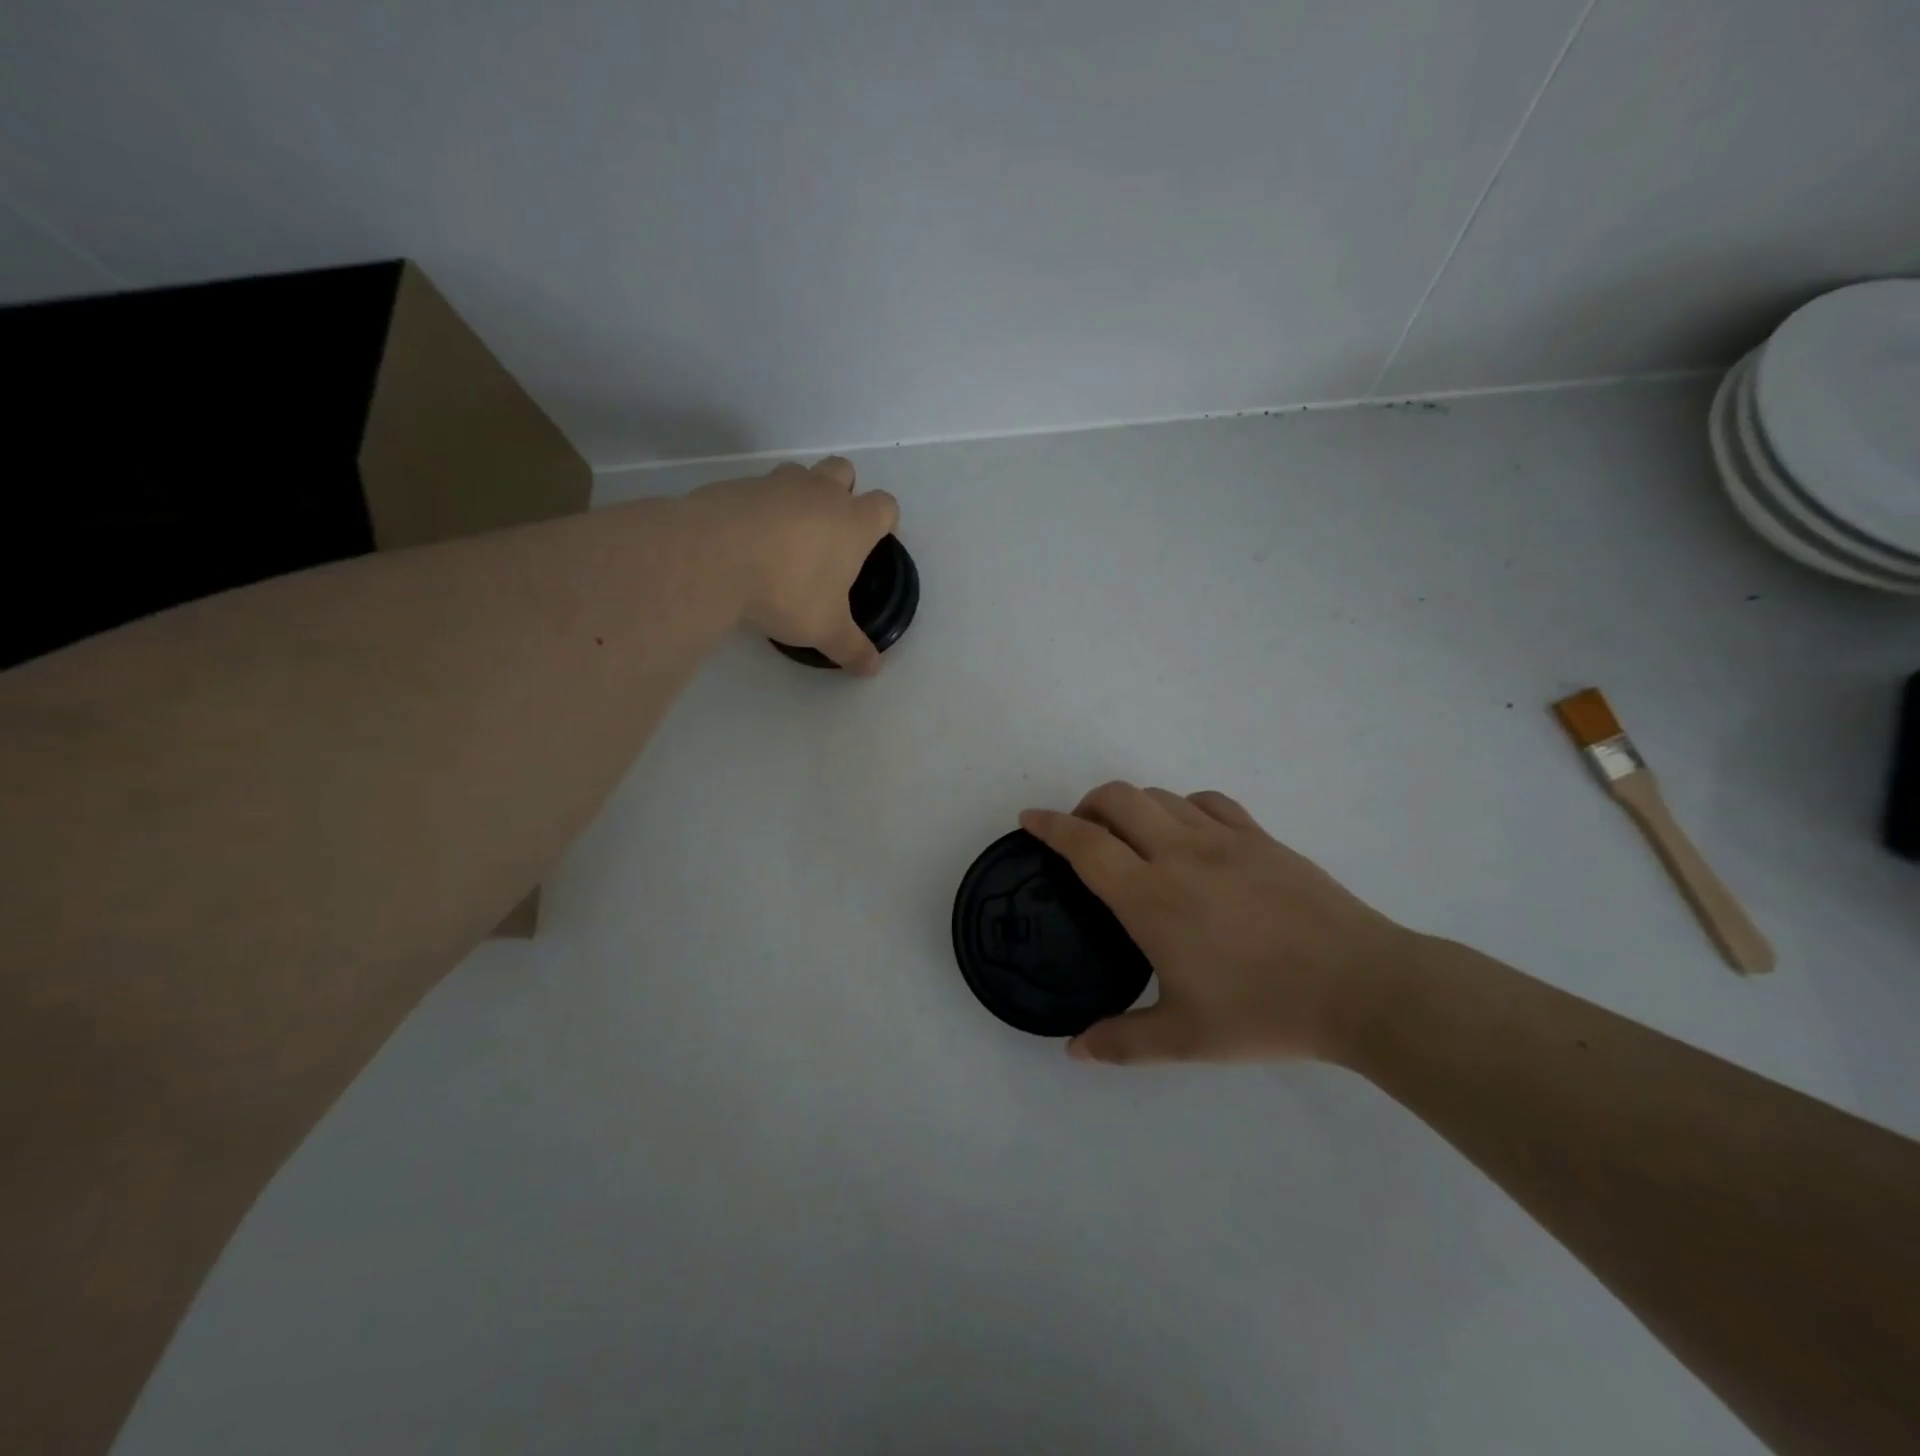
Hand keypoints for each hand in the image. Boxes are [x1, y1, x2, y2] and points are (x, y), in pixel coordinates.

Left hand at [691, 456, 899, 673]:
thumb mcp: (825, 629)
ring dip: (799, 496)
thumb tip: (872, 669)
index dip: (885, 522)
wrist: (713, 557)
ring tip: (785, 536)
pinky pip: (756, 491)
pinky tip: (745, 542)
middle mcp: (820, 493)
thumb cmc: (787, 590)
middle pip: (844, 471)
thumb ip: (851, 648)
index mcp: (853, 522)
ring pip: (799, 473)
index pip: (885, 506)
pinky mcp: (736, 487)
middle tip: (830, 532)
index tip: (874, 542)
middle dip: (843, 492)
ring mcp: (776, 484)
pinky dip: (758, 509)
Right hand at [1020, 783, 1414, 1064]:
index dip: (1049, 825)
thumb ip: (1122, 1042)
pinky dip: (1182, 806)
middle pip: (1117, 798)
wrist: (1361, 986)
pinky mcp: (1260, 837)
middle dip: (1086, 805)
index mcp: (1150, 897)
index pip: (1084, 844)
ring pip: (1160, 796)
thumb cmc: (1264, 1011)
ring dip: (1131, 805)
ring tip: (1130, 836)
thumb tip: (1074, 1052)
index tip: (1028, 819)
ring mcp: (1223, 839)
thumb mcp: (1186, 1038)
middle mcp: (1179, 853)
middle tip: (1082, 835)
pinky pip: (1208, 802)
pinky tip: (1188, 832)